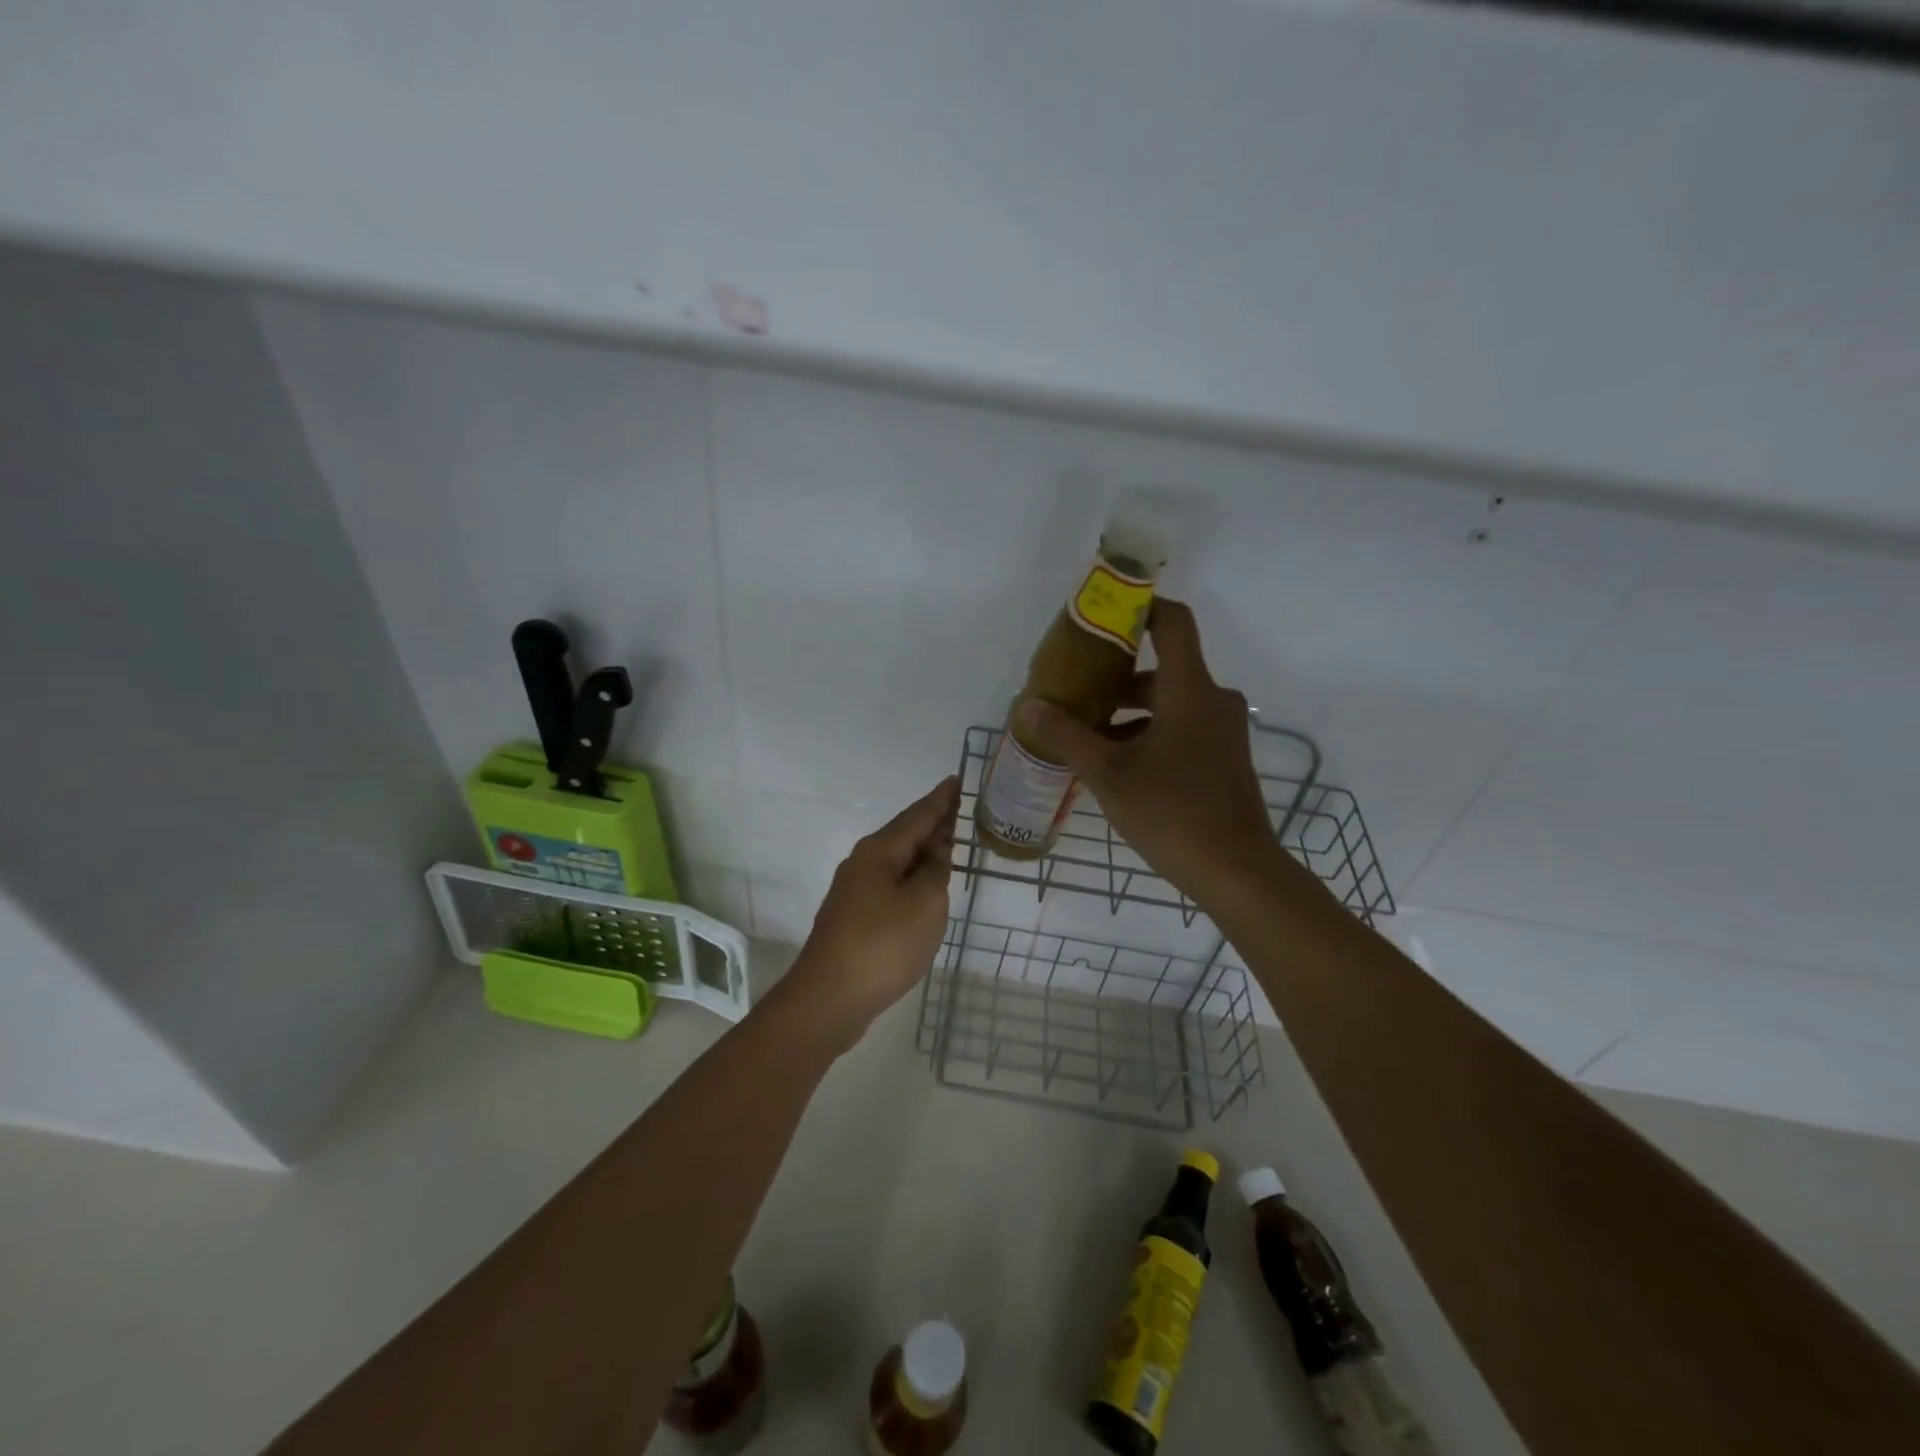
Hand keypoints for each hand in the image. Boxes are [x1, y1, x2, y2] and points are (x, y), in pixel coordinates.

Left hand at [780, 775, 959, 1049]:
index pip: (918, 815)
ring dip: (922, 851)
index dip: (941, 799)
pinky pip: (889, 884)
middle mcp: (863, 863)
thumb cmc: (883, 945)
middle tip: (959, 809)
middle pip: (904, 834)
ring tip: (948, 844)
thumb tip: (936, 850)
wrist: (829, 998)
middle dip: (932, 822)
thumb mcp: (925, 903)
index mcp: (880, 852)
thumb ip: (936, 871)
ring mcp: (854, 891)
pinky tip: (922, 888)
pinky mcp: (853, 917)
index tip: (957, 779)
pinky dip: (911, 878)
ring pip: (896, 861)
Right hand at [1020, 599, 1283, 906]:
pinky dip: (1148, 734)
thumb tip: (1029, 706)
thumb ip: (1068, 736)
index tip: (1104, 612)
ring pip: (1168, 703)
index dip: (1141, 606)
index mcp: (1190, 690)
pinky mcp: (1222, 757)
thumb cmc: (1172, 813)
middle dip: (1115, 679)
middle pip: (1161, 669)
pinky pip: (1180, 727)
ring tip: (1085, 736)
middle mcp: (1212, 700)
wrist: (1236, 871)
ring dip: (1128, 714)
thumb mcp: (1109, 774)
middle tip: (1074, 694)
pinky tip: (1116, 765)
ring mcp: (1222, 730)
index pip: (1173, 622)